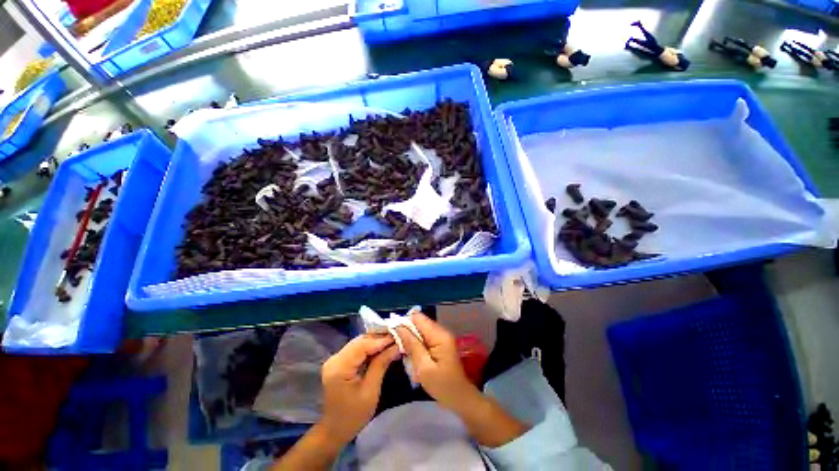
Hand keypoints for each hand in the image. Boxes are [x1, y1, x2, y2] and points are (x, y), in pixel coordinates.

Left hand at [320, 334, 398, 444]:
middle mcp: (335, 358)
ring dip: (376, 341)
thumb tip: (397, 346)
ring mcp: (336, 359)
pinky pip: (357, 349)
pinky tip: (382, 348)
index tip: (398, 337)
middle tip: (398, 337)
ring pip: (359, 343)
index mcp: (339, 367)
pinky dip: (370, 347)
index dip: (381, 340)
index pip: (362, 345)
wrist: (335, 430)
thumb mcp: (371, 391)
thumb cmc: (354, 415)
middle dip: (380, 338)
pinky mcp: (339, 361)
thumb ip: (381, 364)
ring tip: (393, 341)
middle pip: (360, 341)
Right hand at [397, 313, 528, 447]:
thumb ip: (412, 345)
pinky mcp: (439, 343)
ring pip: (420, 330)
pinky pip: (424, 337)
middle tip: (397, 346)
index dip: (404, 322)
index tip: (392, 333)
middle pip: (419, 322)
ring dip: (410, 339)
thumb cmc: (442, 385)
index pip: (418, 318)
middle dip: (406, 332)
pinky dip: (416, 344)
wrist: (460, 398)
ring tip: (404, 353)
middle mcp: (441, 331)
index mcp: (439, 335)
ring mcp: (441, 336)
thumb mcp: (424, 367)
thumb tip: (399, 327)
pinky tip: (412, 356)